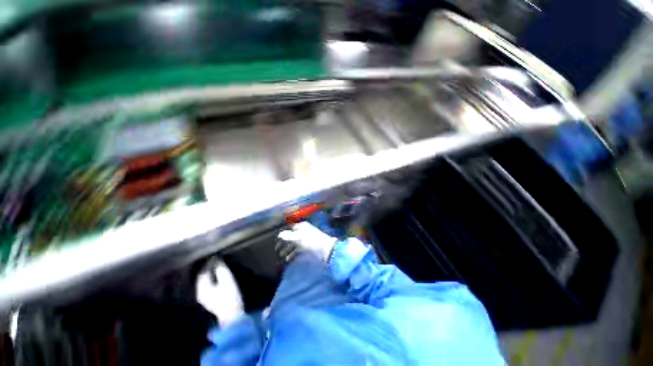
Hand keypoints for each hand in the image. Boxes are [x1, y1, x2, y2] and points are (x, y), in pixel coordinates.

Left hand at [196, 259, 243, 327]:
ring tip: (217, 267)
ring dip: (210, 274)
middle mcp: (200, 293)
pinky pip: (207, 286)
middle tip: (215, 260)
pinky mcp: (210, 301)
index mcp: (202, 288)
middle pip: (201, 277)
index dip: (208, 263)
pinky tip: (217, 277)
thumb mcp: (227, 280)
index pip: (202, 272)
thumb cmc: (229, 297)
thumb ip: (221, 269)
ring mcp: (204, 298)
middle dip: (207, 268)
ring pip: (204, 282)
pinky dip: (211, 279)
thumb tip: (216, 260)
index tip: (215, 256)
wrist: (232, 316)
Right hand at [277, 222, 337, 261]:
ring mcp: (305, 240)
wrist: (325, 250)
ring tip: (281, 256)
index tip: (275, 241)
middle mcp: (303, 232)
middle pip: (291, 237)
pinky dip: (293, 254)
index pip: (289, 228)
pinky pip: (298, 250)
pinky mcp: (308, 247)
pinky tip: (288, 259)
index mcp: (301, 226)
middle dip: (283, 243)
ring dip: (287, 249)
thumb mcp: (299, 237)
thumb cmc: (311, 241)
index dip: (282, 234)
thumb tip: (279, 234)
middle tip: (276, 250)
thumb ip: (288, 236)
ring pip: (294, 244)